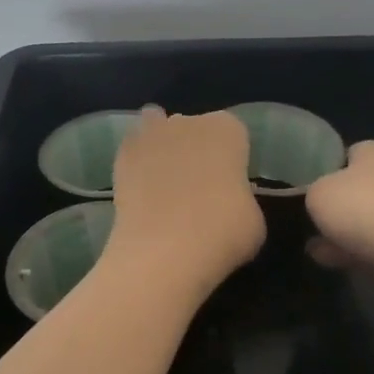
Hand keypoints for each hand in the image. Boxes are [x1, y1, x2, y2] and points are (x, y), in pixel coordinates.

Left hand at [105, 107, 264, 300]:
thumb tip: (228, 200)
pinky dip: (135, 164)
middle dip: (194, 149)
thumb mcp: (253, 219)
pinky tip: (140, 189)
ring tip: (162, 182)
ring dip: (160, 147)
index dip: (231, 159)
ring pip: (156, 129)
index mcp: (228, 130)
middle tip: (196, 188)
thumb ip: (241, 197)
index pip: (233, 134)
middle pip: (193, 128)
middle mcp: (188, 122)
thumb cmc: (223, 233)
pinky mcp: (120, 158)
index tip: (229, 184)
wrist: (165, 251)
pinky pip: (131, 152)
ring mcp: (150, 136)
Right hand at [305, 141, 373, 311]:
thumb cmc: (364, 208)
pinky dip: (346, 252)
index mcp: (371, 153)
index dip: (319, 168)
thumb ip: (309, 193)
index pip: (341, 154)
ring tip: (306, 242)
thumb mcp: (317, 192)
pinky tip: (323, 260)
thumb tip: (316, 201)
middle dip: (328, 205)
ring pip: (356, 221)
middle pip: (348, 190)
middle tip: (299, 217)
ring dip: (335, 232)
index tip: (298, 186)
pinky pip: (364, 247)